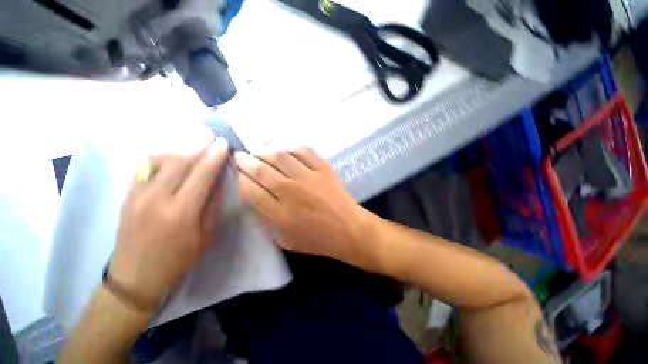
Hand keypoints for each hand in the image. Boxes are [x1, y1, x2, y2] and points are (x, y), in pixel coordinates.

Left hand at [109, 139, 228, 309]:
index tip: (223, 144)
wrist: (135, 276)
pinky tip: (171, 151)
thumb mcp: (206, 236)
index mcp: (181, 212)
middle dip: (198, 145)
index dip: (214, 157)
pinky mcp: (127, 195)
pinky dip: (160, 155)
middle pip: (179, 161)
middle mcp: (156, 198)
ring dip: (179, 146)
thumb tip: (217, 181)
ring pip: (159, 160)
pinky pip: (144, 167)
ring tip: (194, 139)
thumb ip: (212, 205)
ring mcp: (137, 195)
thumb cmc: (178, 259)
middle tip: (211, 135)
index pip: (201, 175)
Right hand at [235, 148, 376, 268]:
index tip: (237, 173)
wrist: (348, 229)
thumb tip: (253, 199)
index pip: (250, 191)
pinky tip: (283, 149)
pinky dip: (290, 147)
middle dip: (245, 161)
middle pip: (261, 171)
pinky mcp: (323, 169)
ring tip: (258, 151)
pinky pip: (303, 151)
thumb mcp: (285, 240)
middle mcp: (291, 192)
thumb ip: (267, 221)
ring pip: (280, 157)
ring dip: (264, 151)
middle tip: (239, 156)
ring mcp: (308, 178)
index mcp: (280, 214)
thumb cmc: (318, 239)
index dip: (240, 179)